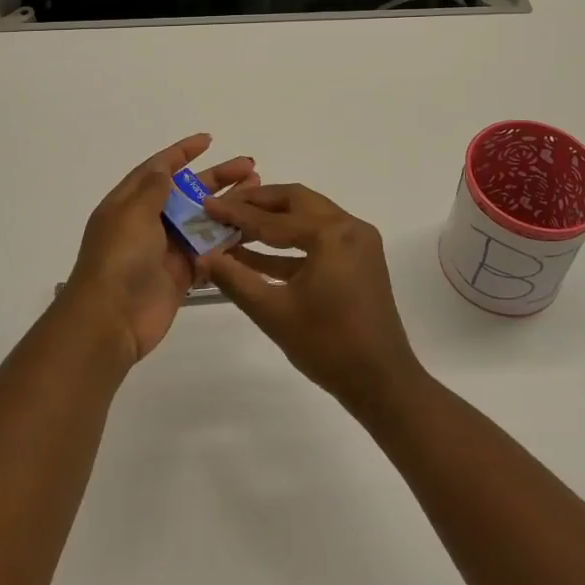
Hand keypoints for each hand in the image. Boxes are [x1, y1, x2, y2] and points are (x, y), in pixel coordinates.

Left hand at [64, 133, 257, 364]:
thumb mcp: (132, 213)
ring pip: (202, 220)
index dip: (182, 152)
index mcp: (130, 203)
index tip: (209, 140)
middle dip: (217, 178)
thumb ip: (153, 188)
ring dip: (228, 206)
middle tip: (250, 167)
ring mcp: (166, 249)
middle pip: (187, 192)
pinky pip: (208, 251)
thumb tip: (164, 167)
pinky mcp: (181, 274)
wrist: (111, 320)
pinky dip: (227, 240)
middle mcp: (148, 222)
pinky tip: (251, 228)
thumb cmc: (119, 258)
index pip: (158, 169)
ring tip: (257, 191)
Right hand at [201, 183, 423, 413]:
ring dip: (273, 222)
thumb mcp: (273, 311)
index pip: (273, 218)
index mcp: (331, 233)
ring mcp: (358, 241)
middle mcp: (349, 226)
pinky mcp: (359, 258)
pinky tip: (257, 255)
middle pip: (295, 202)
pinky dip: (290, 244)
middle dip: (258, 204)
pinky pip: (319, 239)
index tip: (207, 204)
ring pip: (308, 217)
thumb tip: (202, 256)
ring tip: (235, 229)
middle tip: (224, 208)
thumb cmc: (327, 345)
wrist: (381, 382)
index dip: (236, 212)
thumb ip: (235, 279)